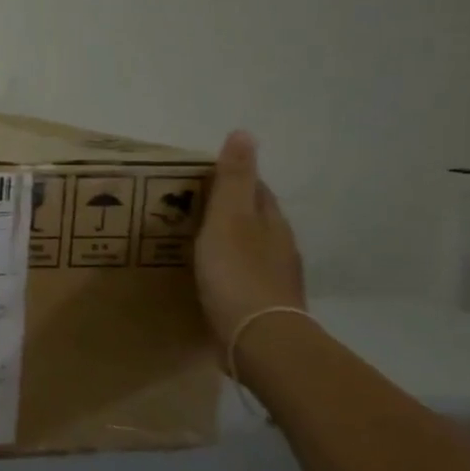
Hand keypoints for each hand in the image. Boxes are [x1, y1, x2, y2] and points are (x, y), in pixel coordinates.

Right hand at [194, 130, 306, 349]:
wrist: (258, 338)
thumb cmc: (237, 273)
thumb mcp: (228, 219)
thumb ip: (233, 179)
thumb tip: (244, 132)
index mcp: (272, 222)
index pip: (256, 190)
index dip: (233, 180)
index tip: (201, 178)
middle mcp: (279, 247)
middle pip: (255, 219)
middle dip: (229, 211)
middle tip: (190, 208)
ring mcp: (274, 278)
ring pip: (249, 249)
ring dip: (227, 242)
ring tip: (193, 242)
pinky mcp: (262, 305)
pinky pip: (242, 277)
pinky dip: (226, 271)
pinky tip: (209, 278)